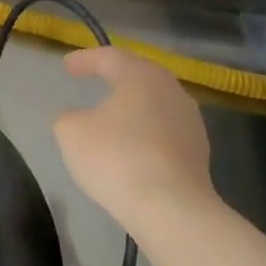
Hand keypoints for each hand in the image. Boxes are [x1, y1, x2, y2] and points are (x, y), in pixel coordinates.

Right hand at [53, 48, 215, 231]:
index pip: (109, 56)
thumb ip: (68, 116)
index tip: (66, 66)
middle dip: (115, 74)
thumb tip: (79, 117)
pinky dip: (145, 129)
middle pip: (139, 74)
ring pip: (155, 101)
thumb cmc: (116, 158)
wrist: (171, 209)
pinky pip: (164, 129)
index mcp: (140, 76)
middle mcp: (170, 90)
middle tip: (94, 77)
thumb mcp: (70, 132)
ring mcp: (190, 121)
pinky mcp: (198, 151)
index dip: (85, 59)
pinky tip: (132, 144)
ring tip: (112, 112)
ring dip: (133, 103)